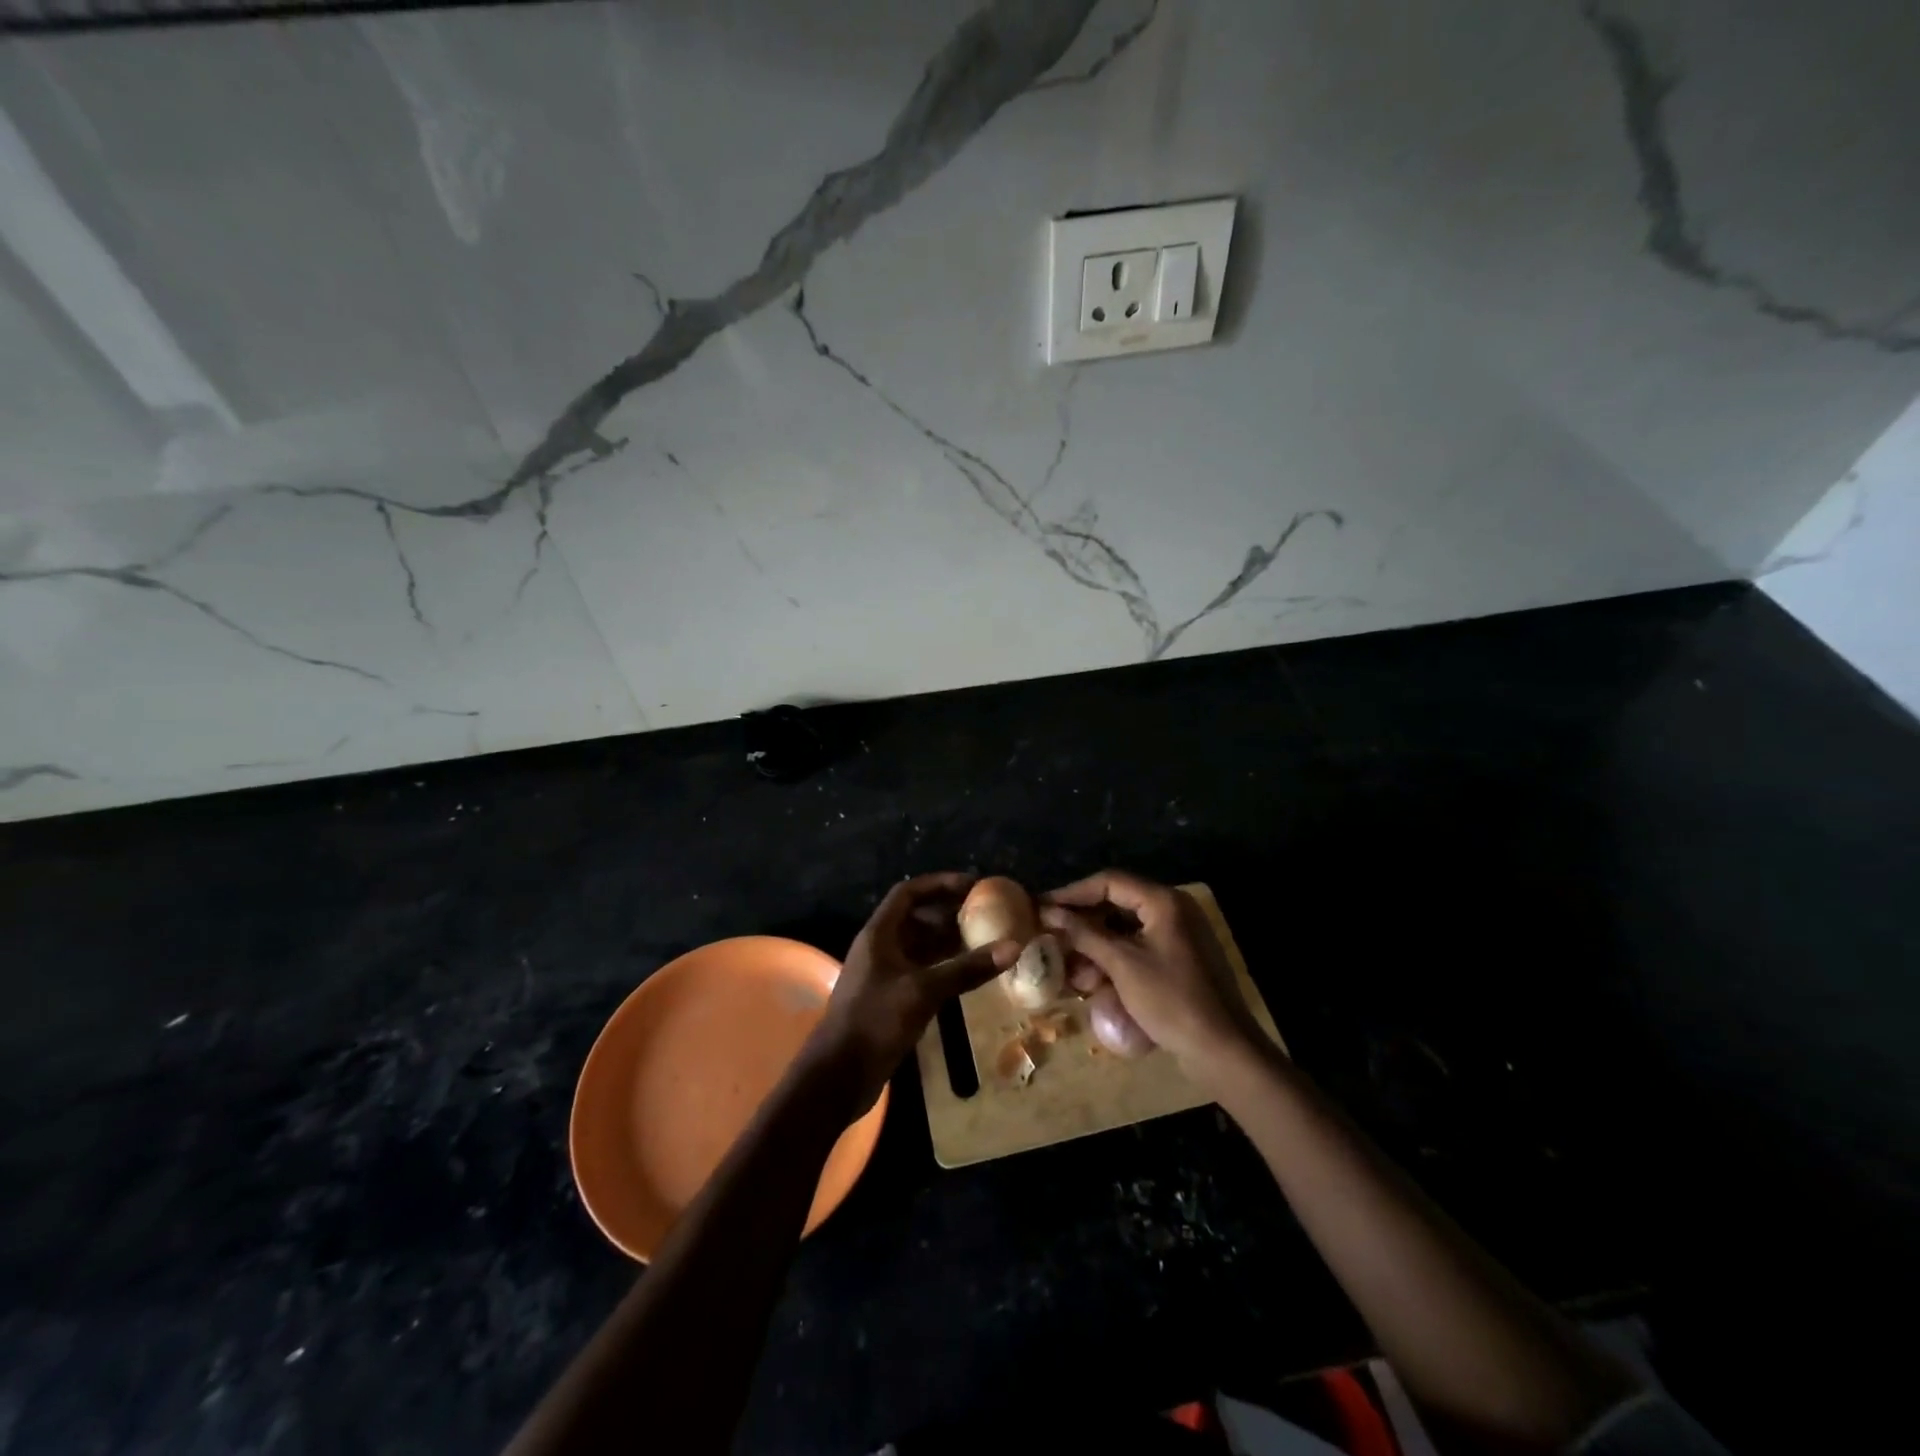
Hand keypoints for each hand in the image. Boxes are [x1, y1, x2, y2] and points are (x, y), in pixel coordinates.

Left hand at [807, 872, 1019, 1107]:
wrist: (839, 1076)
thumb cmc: (875, 1021)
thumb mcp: (923, 991)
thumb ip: (966, 969)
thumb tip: (1013, 947)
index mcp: (879, 934)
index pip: (909, 893)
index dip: (939, 884)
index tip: (972, 886)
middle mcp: (880, 948)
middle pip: (916, 918)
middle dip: (949, 914)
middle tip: (986, 915)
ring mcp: (885, 974)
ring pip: (920, 946)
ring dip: (948, 942)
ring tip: (985, 941)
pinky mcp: (891, 999)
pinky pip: (921, 971)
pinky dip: (944, 967)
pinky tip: (969, 975)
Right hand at [1040, 869, 1258, 1074]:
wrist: (1223, 1050)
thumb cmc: (1171, 1000)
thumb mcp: (1122, 965)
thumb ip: (1084, 934)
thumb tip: (1049, 912)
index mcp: (1164, 901)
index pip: (1109, 882)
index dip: (1072, 893)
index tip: (1043, 906)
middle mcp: (1174, 909)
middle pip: (1118, 902)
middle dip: (1084, 921)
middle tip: (1053, 935)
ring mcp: (1180, 934)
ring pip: (1127, 927)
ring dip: (1097, 942)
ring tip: (1070, 963)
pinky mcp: (1180, 958)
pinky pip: (1140, 946)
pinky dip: (1116, 957)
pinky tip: (1095, 977)